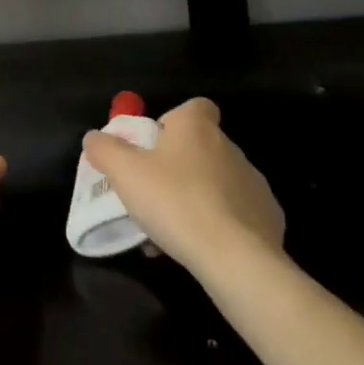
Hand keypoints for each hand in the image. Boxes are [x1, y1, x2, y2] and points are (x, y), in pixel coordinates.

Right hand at [81, 97, 283, 280]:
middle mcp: (229, 146)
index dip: (173, 122)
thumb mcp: (124, 173)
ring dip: (198, 198)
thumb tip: (94, 137)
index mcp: (197, 127)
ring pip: (218, 183)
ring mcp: (254, 182)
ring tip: (173, 231)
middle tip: (154, 195)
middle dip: (179, 168)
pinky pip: (238, 214)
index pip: (194, 107)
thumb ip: (105, 149)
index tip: (154, 149)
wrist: (235, 257)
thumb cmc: (175, 202)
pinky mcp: (269, 217)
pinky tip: (203, 247)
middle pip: (201, 148)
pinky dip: (221, 225)